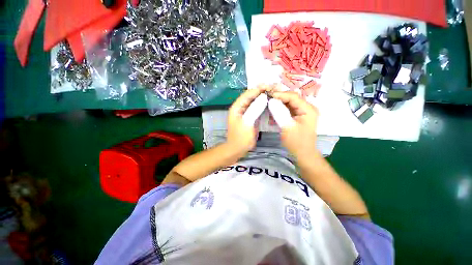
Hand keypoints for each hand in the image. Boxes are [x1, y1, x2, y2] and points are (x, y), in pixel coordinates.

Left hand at [227, 85, 267, 155]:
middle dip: (262, 91)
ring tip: (274, 92)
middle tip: (274, 88)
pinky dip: (263, 104)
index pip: (247, 94)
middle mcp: (240, 108)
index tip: (269, 86)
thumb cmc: (241, 138)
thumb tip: (263, 97)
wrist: (237, 149)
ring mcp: (245, 112)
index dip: (258, 89)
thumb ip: (254, 110)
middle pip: (251, 96)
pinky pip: (256, 108)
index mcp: (237, 107)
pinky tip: (270, 102)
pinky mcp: (250, 117)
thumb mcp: (247, 123)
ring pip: (254, 101)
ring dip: (263, 97)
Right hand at [271, 91, 319, 158]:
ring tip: (268, 102)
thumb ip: (279, 112)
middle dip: (279, 97)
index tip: (268, 95)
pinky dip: (280, 108)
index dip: (280, 94)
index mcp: (308, 109)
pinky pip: (288, 108)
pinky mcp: (298, 115)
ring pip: (289, 102)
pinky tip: (273, 109)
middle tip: (266, 98)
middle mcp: (307, 107)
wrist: (303, 153)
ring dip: (279, 102)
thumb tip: (271, 100)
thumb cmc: (296, 142)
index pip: (293, 96)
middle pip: (292, 98)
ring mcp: (303, 111)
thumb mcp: (287, 127)